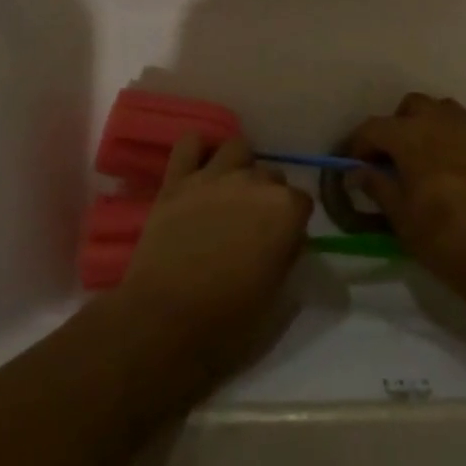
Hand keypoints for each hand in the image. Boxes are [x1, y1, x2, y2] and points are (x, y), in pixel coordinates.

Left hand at [119, 134, 312, 378]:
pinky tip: (199, 168)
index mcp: (285, 210)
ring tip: (230, 193)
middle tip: (252, 225)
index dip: (292, 223)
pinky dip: (197, 150)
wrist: (164, 321)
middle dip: (267, 195)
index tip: (282, 242)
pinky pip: (190, 143)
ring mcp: (213, 177)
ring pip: (237, 148)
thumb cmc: (228, 320)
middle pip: (271, 174)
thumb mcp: (277, 297)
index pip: (302, 201)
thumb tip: (288, 240)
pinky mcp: (177, 181)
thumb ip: (289, 257)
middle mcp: (254, 182)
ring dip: (239, 167)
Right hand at [346, 94, 465, 303]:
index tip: (353, 165)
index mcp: (412, 136)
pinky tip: (449, 169)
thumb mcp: (401, 217)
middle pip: (411, 107)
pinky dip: (450, 139)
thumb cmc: (444, 237)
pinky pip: (464, 129)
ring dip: (426, 126)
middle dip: (396, 126)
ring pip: (441, 111)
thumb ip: (377, 186)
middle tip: (391, 159)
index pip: (374, 127)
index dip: (358, 144)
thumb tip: (358, 171)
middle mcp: (441, 123)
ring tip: (421, 158)